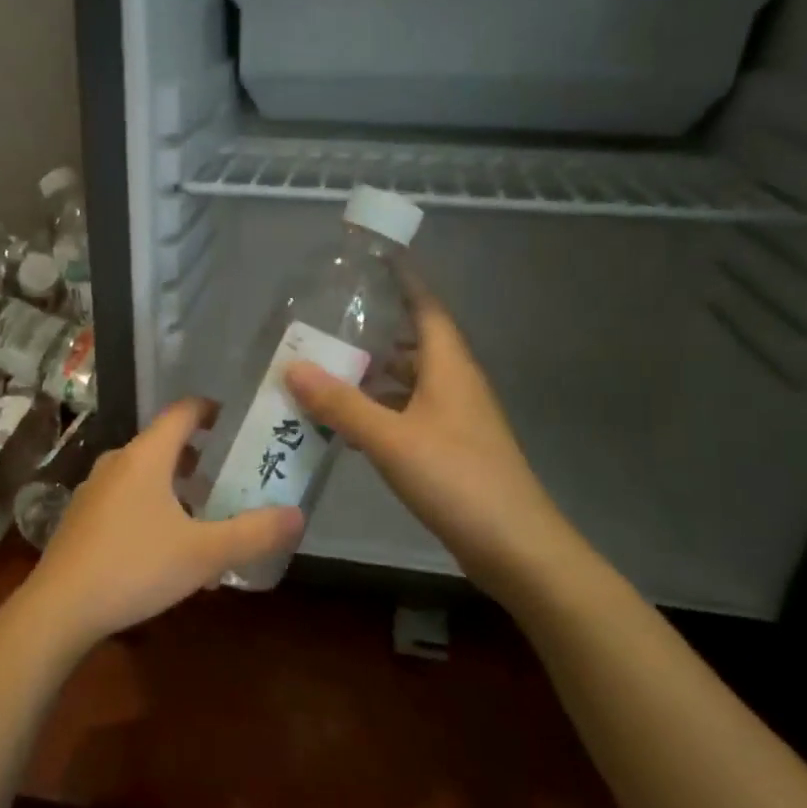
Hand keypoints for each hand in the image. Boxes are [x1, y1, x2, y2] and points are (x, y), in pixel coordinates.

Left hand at [17, 398, 303, 649]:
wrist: (59, 609)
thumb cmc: (136, 567)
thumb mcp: (204, 553)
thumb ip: (254, 533)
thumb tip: (298, 514)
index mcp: (146, 456)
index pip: (183, 411)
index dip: (213, 410)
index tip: (239, 423)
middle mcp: (117, 462)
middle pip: (165, 445)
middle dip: (201, 458)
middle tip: (234, 477)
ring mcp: (94, 490)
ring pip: (145, 476)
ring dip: (178, 488)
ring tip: (207, 516)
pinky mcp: (82, 518)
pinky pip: (127, 500)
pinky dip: (154, 508)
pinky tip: (167, 548)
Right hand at [283, 284, 591, 604]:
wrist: (514, 547)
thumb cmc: (456, 479)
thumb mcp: (391, 438)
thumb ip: (341, 403)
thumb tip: (292, 366)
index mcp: (450, 368)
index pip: (427, 308)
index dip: (404, 281)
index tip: (372, 261)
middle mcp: (456, 385)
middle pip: (415, 342)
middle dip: (377, 329)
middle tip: (329, 320)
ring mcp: (456, 419)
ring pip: (411, 381)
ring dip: (375, 373)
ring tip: (328, 367)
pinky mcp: (451, 449)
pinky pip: (410, 413)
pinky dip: (381, 409)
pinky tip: (349, 422)